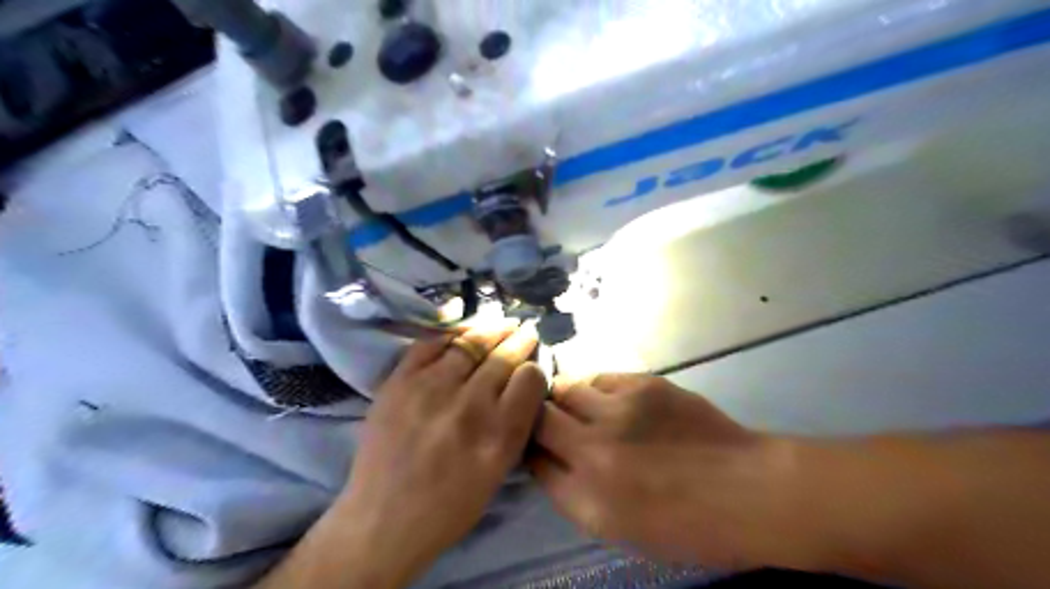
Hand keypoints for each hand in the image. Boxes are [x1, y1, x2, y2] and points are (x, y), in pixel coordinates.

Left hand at [336, 322, 549, 582]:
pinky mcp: (399, 383)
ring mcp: (430, 390)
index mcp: (498, 435)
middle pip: (503, 358)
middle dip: (520, 340)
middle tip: (527, 330)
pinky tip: (464, 330)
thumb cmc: (449, 507)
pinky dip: (451, 333)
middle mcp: (468, 406)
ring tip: (503, 322)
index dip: (534, 368)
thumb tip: (523, 386)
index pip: (529, 379)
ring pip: (470, 344)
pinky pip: (430, 344)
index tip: (533, 366)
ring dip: (492, 329)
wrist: (383, 520)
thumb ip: (515, 426)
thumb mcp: (498, 473)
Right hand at [529, 375, 805, 573]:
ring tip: (585, 407)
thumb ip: (574, 493)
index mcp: (587, 498)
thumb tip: (547, 459)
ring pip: (566, 388)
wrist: (748, 491)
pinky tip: (615, 401)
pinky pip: (600, 377)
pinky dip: (597, 388)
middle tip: (552, 420)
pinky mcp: (643, 384)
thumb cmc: (686, 525)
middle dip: (537, 417)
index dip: (531, 450)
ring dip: (566, 397)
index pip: (533, 461)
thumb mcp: (619, 529)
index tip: (538, 446)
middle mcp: (594, 450)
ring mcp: (619, 411)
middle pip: (538, 417)